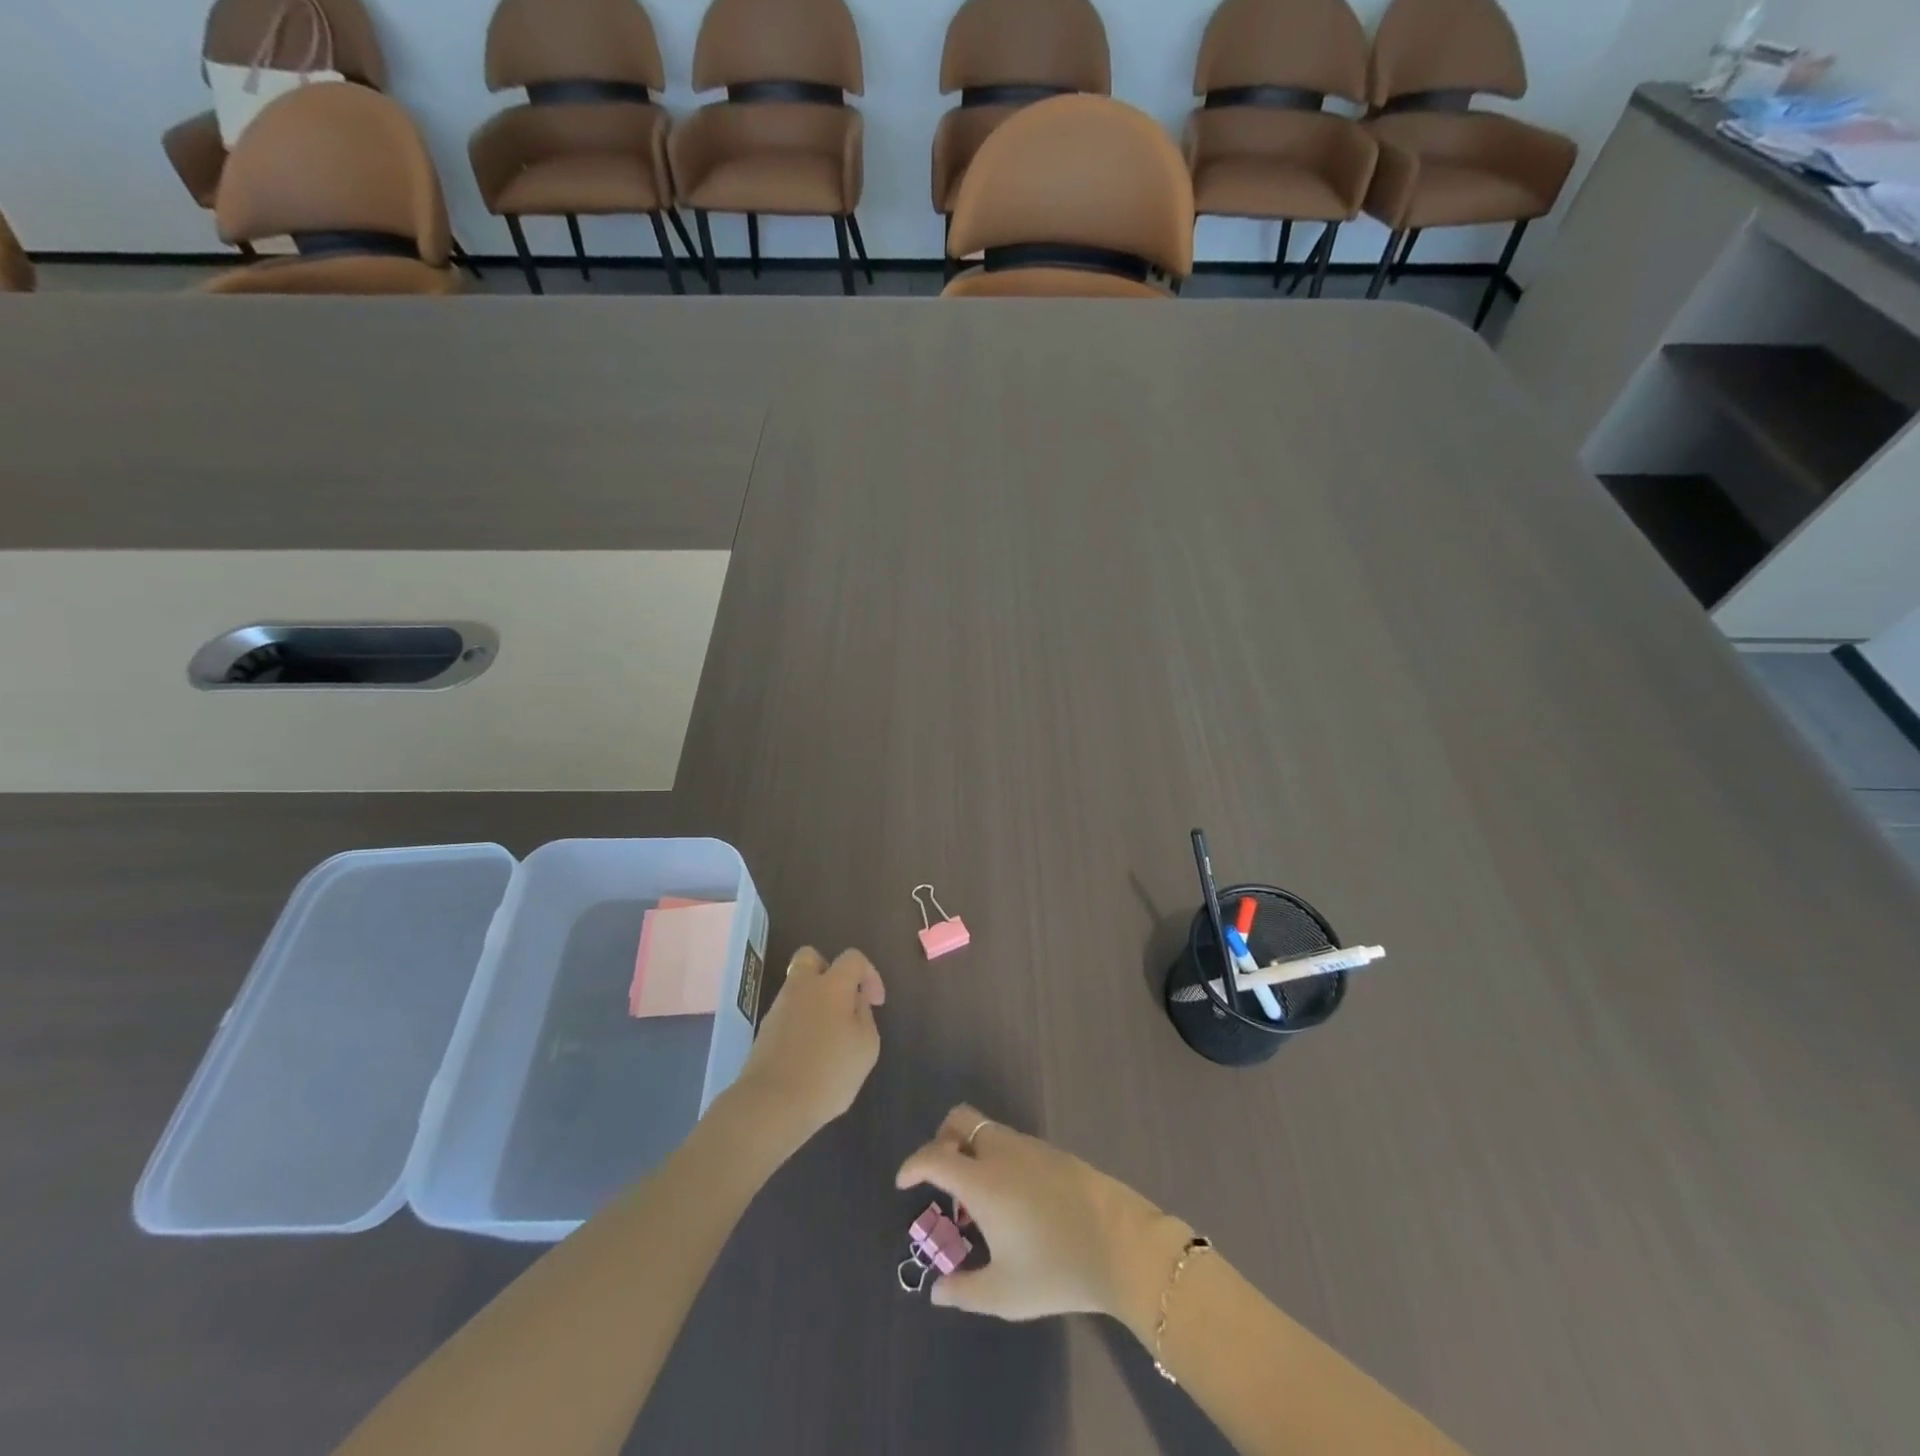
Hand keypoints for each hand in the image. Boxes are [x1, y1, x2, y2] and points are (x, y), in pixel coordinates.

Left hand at [734, 947, 884, 1149]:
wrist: (772, 1104)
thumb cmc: (829, 1073)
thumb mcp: (866, 1047)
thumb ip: (864, 1016)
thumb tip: (855, 1001)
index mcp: (831, 985)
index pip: (853, 958)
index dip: (870, 974)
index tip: (876, 1002)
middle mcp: (801, 987)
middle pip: (811, 958)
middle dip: (829, 970)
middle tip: (842, 999)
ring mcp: (778, 1008)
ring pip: (797, 987)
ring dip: (814, 1000)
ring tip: (829, 1034)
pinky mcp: (764, 1031)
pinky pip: (788, 1013)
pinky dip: (801, 1022)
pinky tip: (810, 1051)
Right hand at [894, 1104, 1188, 1327]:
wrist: (1120, 1244)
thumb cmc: (1055, 1268)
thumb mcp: (1004, 1293)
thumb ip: (964, 1291)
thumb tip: (937, 1290)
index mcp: (982, 1181)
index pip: (934, 1156)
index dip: (913, 1165)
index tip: (903, 1183)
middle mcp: (1001, 1152)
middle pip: (961, 1120)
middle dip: (942, 1139)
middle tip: (942, 1177)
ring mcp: (1030, 1146)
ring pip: (988, 1129)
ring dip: (972, 1149)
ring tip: (978, 1199)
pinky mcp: (1053, 1152)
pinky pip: (1012, 1142)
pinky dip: (997, 1156)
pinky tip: (1011, 1199)